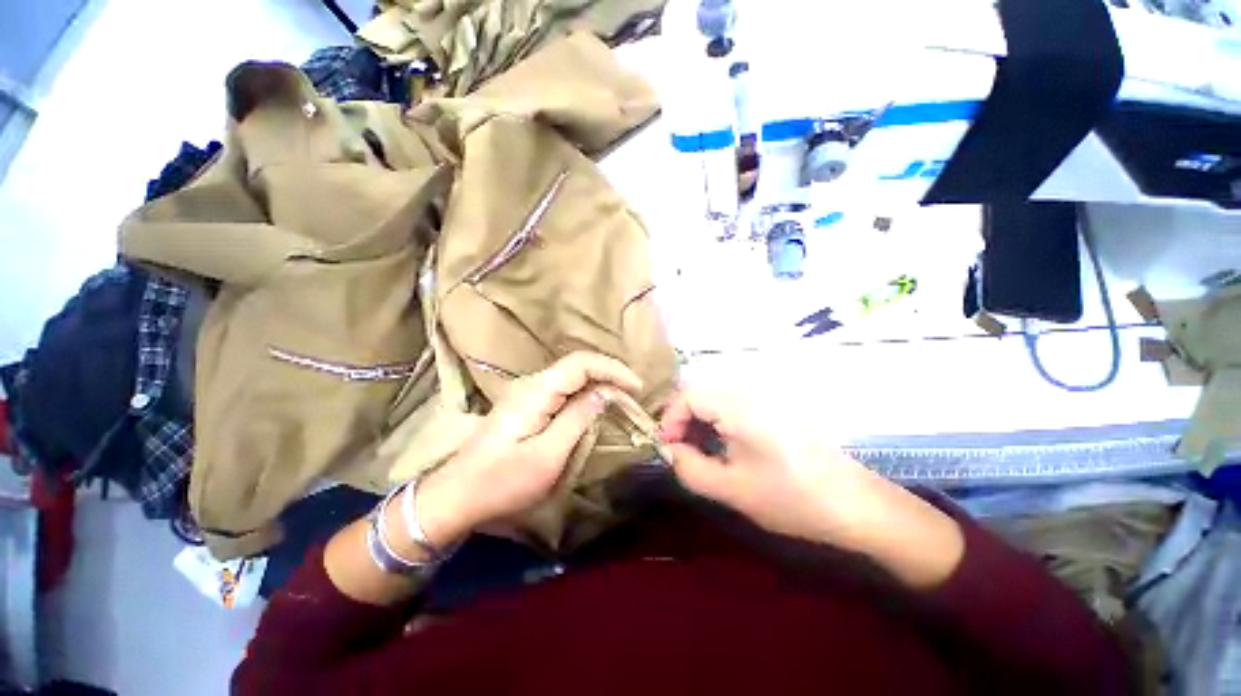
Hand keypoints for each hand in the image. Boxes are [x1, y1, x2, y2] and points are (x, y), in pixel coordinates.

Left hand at [416, 352, 642, 545]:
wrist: (456, 497)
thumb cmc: (501, 482)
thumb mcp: (547, 456)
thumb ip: (578, 419)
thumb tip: (605, 393)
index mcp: (537, 391)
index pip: (582, 363)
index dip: (613, 369)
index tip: (637, 388)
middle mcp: (532, 384)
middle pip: (578, 366)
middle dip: (609, 375)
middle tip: (633, 395)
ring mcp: (528, 393)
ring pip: (572, 377)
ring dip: (599, 383)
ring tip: (622, 399)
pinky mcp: (527, 406)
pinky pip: (564, 390)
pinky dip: (586, 393)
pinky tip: (596, 406)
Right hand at [659, 389, 877, 544]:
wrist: (857, 505)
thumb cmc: (792, 498)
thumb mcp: (732, 489)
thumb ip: (690, 468)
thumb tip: (669, 451)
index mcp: (738, 406)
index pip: (687, 396)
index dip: (669, 420)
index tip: (668, 450)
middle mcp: (749, 394)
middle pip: (700, 396)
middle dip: (682, 423)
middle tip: (680, 455)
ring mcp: (765, 402)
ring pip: (716, 403)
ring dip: (699, 426)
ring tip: (698, 456)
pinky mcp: (775, 413)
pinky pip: (734, 410)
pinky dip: (718, 427)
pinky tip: (723, 452)